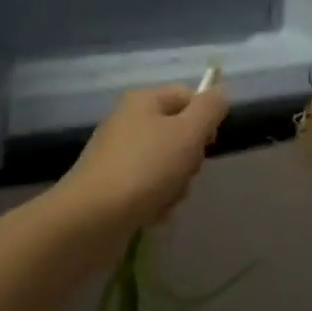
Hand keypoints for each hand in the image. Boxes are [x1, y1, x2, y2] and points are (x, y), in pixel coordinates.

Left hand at [63, 83, 229, 228]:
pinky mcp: (112, 184)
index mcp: (144, 100)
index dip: (205, 119)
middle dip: (189, 159)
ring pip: (167, 163)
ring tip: (165, 198)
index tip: (207, 145)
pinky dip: (156, 200)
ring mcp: (118, 154)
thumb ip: (210, 109)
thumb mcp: (188, 133)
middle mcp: (129, 121)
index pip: (188, 96)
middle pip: (179, 133)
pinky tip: (151, 212)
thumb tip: (220, 92)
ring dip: (175, 184)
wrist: (91, 218)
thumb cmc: (145, 168)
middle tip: (184, 173)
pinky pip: (148, 186)